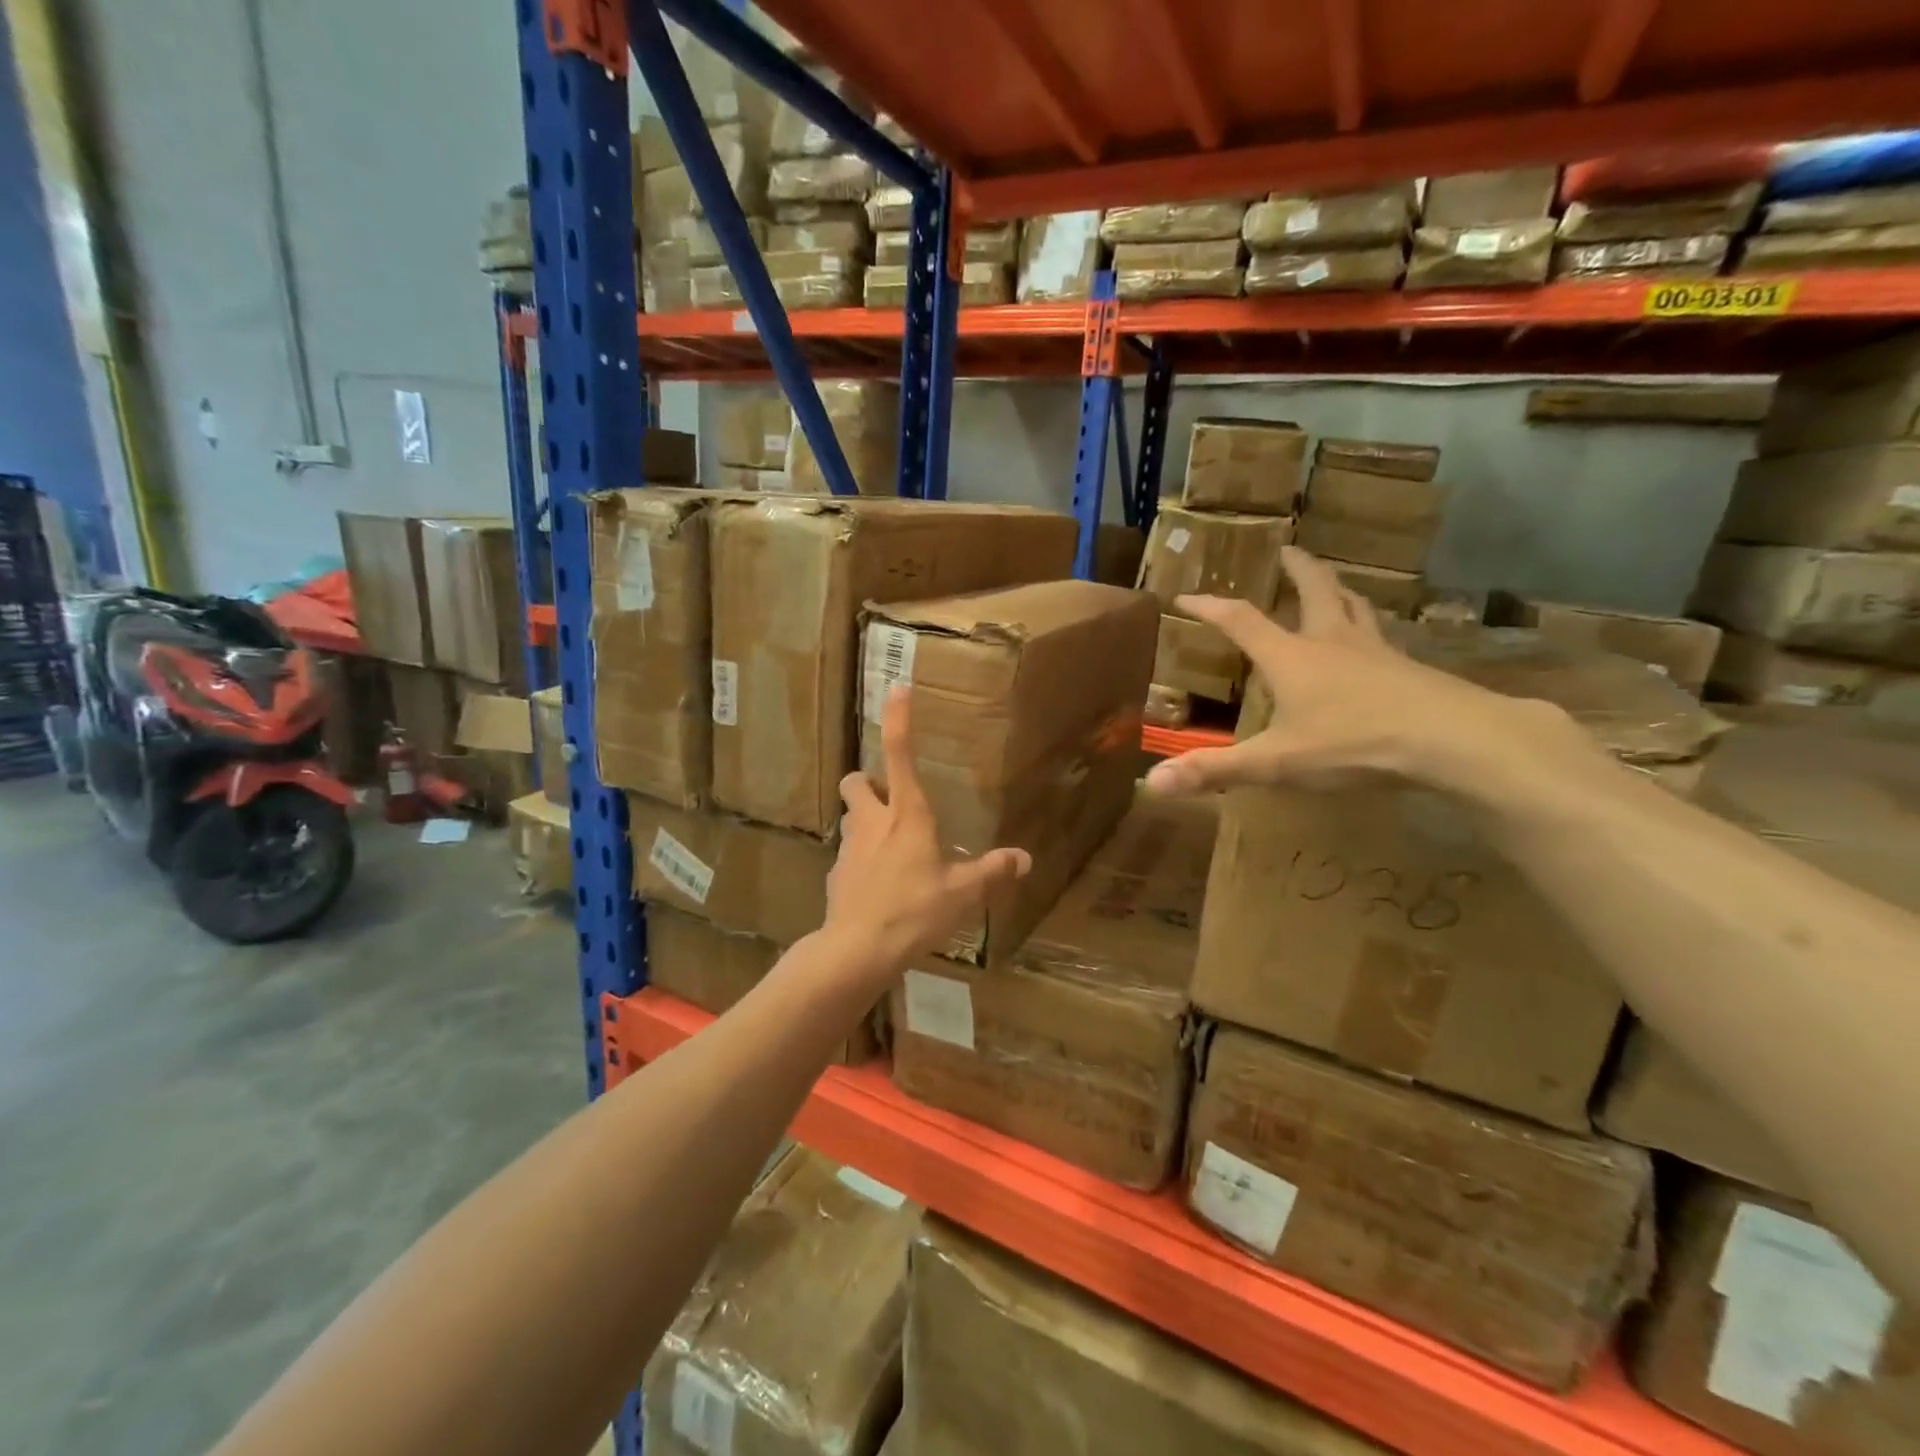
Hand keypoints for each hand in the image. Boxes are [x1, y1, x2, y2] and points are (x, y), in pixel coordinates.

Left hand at [824, 687, 1031, 978]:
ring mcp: (850, 847)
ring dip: (865, 819)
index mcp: (907, 815)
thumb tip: (1024, 859)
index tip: (897, 689)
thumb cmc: (915, 911)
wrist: (857, 950)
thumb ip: (993, 872)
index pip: (900, 753)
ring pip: (851, 816)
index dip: (898, 718)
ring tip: (889, 844)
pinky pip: (849, 855)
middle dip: (869, 781)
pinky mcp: (836, 874)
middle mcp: (873, 822)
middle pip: (857, 781)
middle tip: (890, 798)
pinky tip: (878, 885)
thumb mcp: (963, 894)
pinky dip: (861, 859)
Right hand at [1144, 547, 1589, 798]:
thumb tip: (1151, 783)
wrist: (1453, 740)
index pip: (1240, 621)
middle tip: (1287, 549)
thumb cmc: (1354, 743)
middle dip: (1296, 569)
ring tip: (1332, 582)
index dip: (1210, 607)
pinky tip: (1374, 644)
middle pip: (1314, 590)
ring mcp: (1376, 651)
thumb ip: (1215, 770)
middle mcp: (1332, 642)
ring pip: (1354, 606)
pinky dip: (1368, 627)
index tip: (1186, 596)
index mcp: (1291, 657)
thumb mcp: (1277, 762)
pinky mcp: (1409, 669)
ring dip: (1338, 589)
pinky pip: (1382, 636)